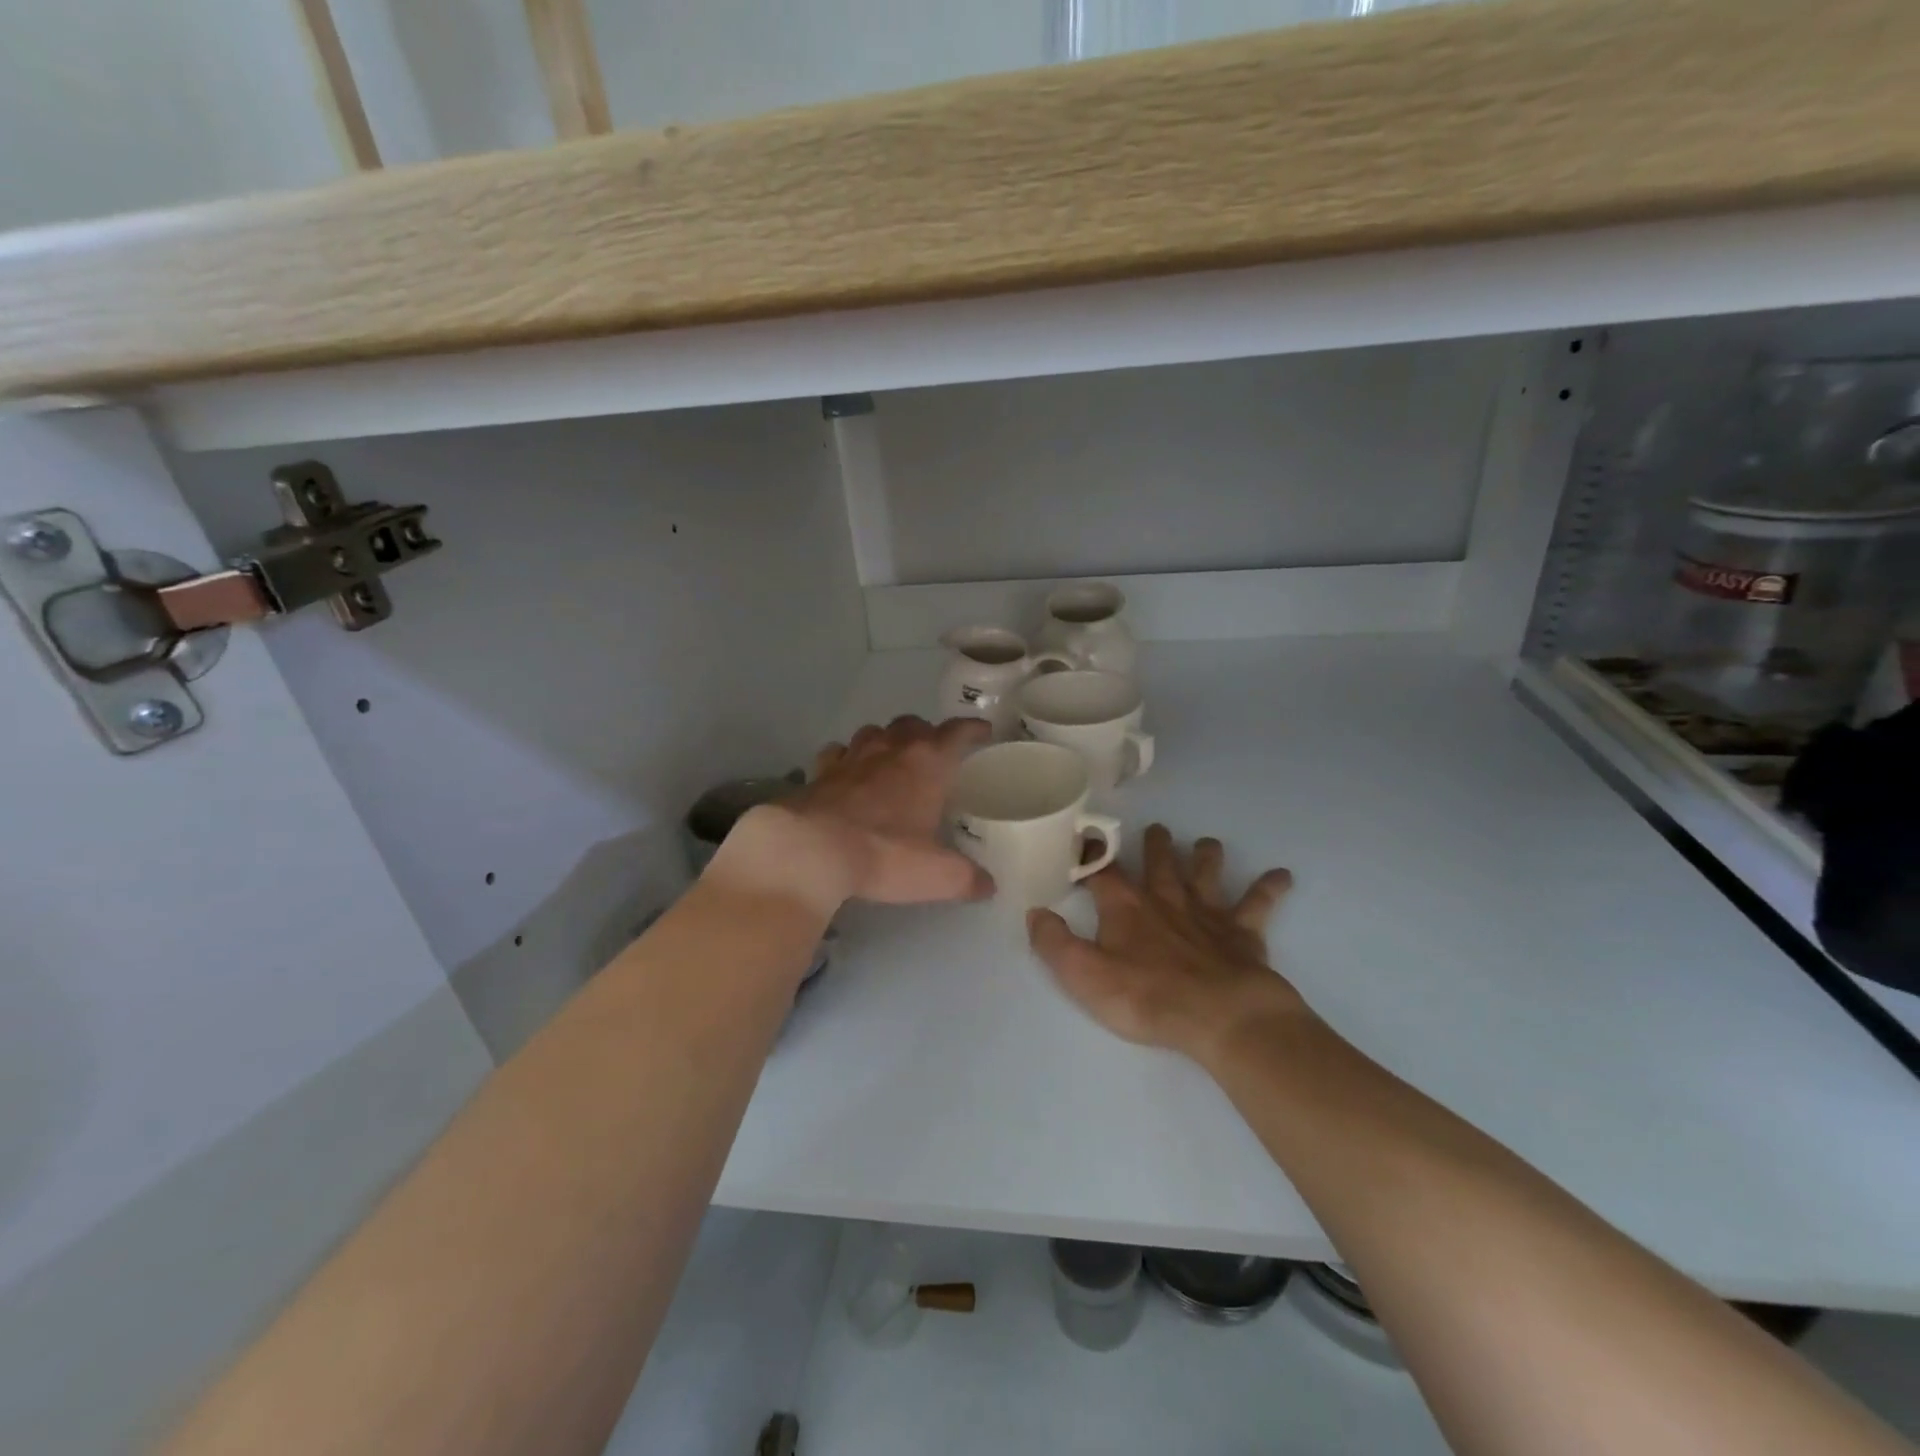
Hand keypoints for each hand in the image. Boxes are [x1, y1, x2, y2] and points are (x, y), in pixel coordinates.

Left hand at [713, 715, 993, 913]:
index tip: (983, 731)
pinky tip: (847, 773)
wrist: (812, 849)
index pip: (957, 733)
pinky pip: (838, 752)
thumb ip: (967, 878)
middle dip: (927, 733)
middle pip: (913, 724)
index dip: (973, 729)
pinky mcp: (820, 772)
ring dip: (887, 739)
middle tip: (934, 751)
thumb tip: (988, 886)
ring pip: (874, 732)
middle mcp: (892, 750)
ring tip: (891, 758)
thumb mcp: (937, 874)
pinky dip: (846, 757)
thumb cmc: (885, 854)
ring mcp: (852, 757)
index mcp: (928, 764)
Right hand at [1027, 824, 1305, 1067]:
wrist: (1220, 1016)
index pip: (1103, 872)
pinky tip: (1283, 875)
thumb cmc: (1147, 996)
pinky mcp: (1243, 932)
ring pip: (1205, 873)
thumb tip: (1035, 912)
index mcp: (1126, 907)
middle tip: (1155, 828)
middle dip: (1155, 845)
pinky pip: (1258, 904)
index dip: (1091, 855)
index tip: (1085, 840)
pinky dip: (1269, 888)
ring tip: (1207, 842)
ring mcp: (1207, 913)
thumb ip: (1054, 943)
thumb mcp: (1084, 975)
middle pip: (1159, 863)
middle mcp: (1166, 899)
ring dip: (1206, 856)